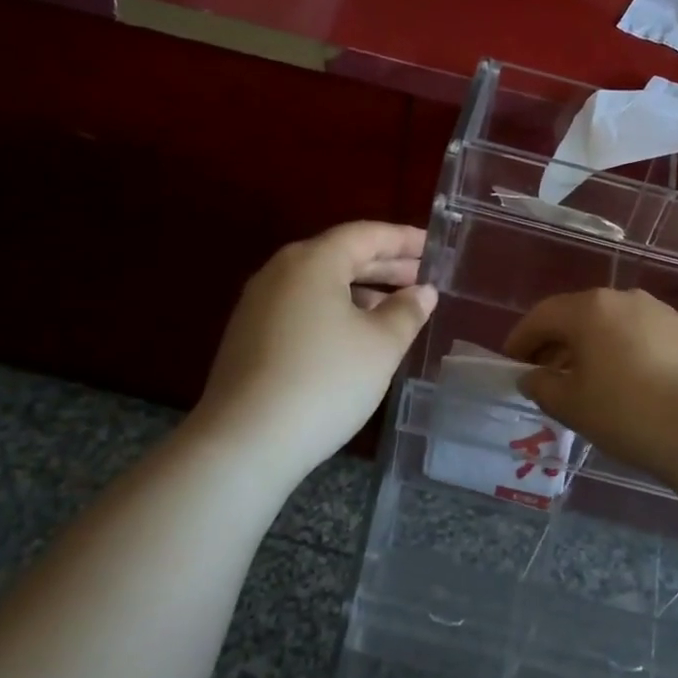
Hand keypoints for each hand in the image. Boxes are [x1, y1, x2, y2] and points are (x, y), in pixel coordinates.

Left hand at [191, 222, 435, 478]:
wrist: (244, 442)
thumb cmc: (325, 380)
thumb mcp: (381, 345)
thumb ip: (407, 311)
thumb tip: (422, 292)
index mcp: (313, 261)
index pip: (366, 235)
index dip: (403, 239)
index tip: (433, 247)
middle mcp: (280, 272)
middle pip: (341, 255)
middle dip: (385, 265)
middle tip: (423, 277)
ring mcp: (259, 304)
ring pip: (320, 284)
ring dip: (361, 290)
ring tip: (397, 309)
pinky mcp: (249, 336)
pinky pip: (303, 307)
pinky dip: (336, 310)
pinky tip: (356, 336)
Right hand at [503, 288, 677, 485]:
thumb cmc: (627, 412)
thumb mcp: (572, 406)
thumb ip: (543, 387)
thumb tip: (533, 377)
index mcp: (590, 309)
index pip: (543, 316)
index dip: (521, 339)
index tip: (512, 362)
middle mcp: (626, 299)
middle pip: (580, 316)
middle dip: (559, 343)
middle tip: (548, 375)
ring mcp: (663, 313)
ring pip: (616, 325)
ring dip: (597, 347)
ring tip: (592, 382)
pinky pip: (647, 338)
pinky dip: (631, 354)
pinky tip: (635, 385)